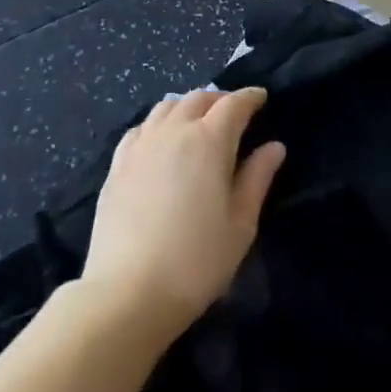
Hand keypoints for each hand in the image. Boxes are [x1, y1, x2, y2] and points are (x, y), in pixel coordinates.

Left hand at [83, 87, 285, 341]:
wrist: (127, 294)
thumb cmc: (196, 261)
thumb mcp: (241, 224)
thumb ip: (257, 178)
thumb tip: (274, 147)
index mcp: (209, 141)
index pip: (234, 104)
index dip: (250, 97)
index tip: (262, 98)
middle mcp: (174, 131)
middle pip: (198, 98)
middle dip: (220, 99)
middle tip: (234, 111)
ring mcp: (141, 146)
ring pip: (166, 107)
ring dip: (188, 106)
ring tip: (198, 121)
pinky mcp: (116, 165)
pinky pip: (142, 128)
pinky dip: (159, 123)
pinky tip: (161, 140)